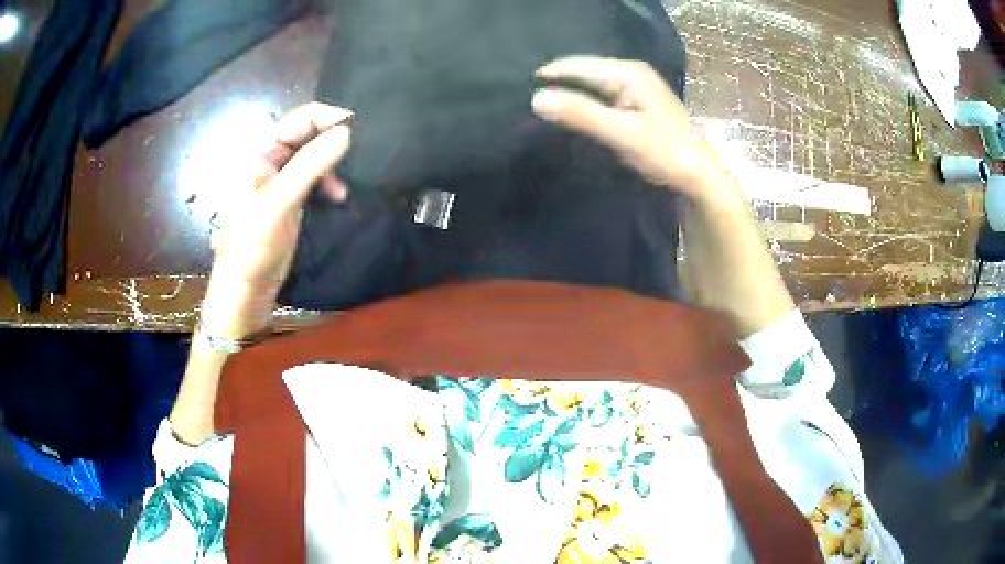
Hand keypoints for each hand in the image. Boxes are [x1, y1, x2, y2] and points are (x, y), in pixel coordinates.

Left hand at [202, 103, 352, 337]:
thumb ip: (310, 164)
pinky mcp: (288, 194)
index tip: (360, 129)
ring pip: (313, 153)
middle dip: (333, 140)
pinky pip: (313, 174)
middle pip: (307, 133)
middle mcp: (267, 157)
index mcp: (257, 151)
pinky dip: (328, 181)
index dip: (330, 118)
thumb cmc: (253, 245)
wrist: (246, 288)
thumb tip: (347, 132)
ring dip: (332, 162)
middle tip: (360, 152)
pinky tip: (337, 196)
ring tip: (345, 182)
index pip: (300, 119)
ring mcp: (278, 176)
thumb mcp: (279, 202)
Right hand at [531, 56, 733, 203]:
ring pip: (592, 85)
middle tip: (528, 99)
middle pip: (585, 71)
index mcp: (629, 73)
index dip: (549, 75)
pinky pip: (602, 97)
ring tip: (543, 106)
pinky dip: (585, 104)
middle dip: (559, 83)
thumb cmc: (665, 152)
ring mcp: (636, 88)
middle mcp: (632, 73)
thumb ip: (581, 114)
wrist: (700, 177)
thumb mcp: (622, 133)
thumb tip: (536, 98)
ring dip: (571, 94)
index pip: (578, 65)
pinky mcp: (637, 104)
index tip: (520, 90)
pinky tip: (573, 114)